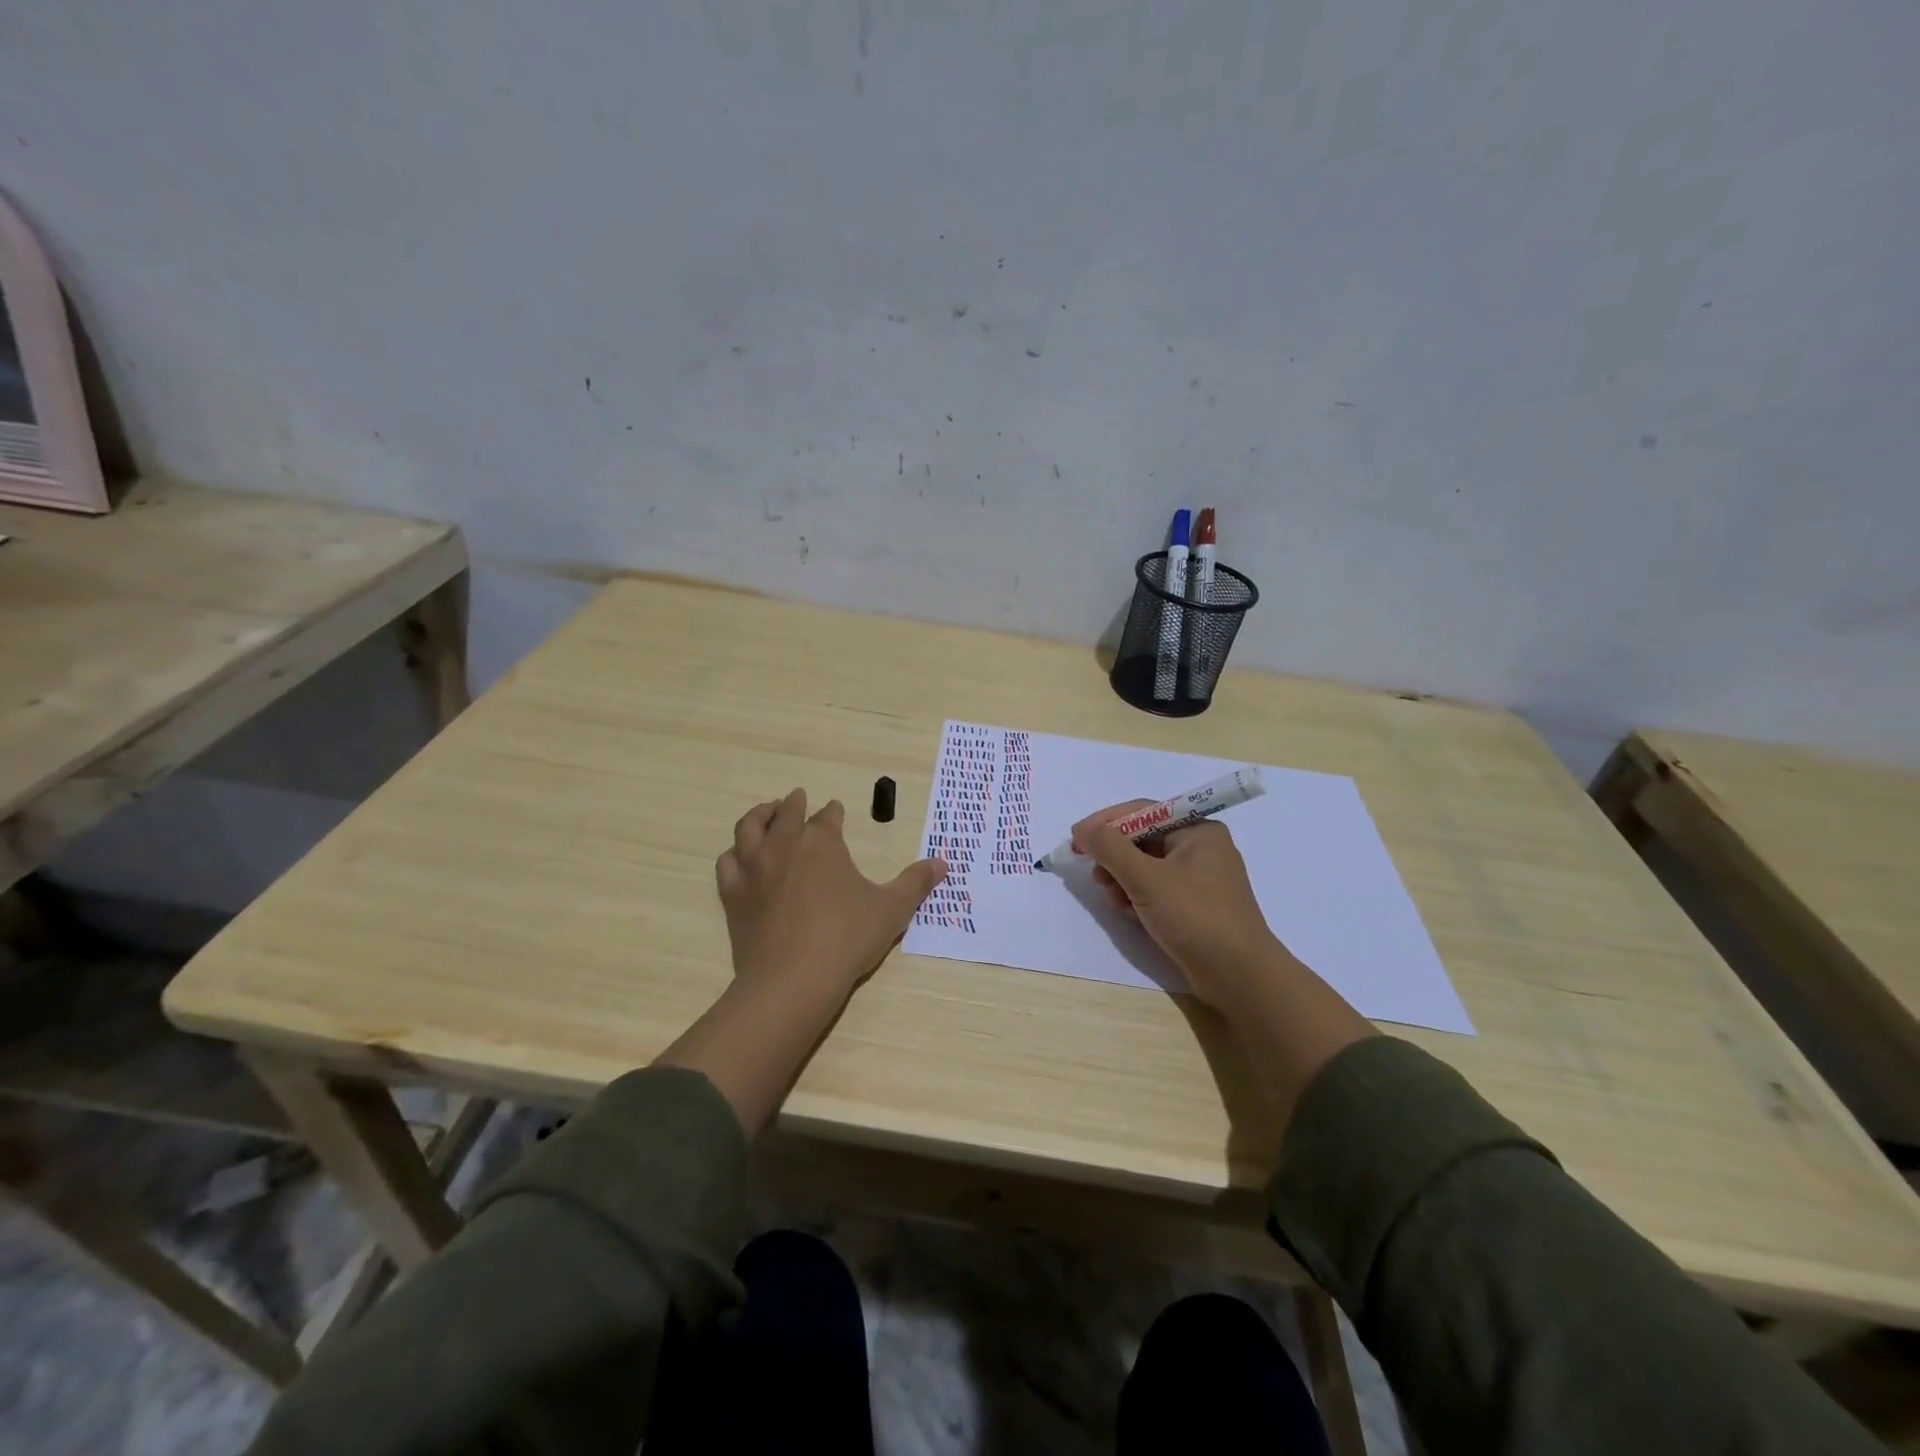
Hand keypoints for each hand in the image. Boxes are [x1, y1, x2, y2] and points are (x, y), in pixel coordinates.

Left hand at [717, 787, 947, 1001]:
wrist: (793, 979)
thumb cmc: (847, 938)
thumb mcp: (891, 909)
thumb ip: (916, 882)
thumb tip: (943, 862)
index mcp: (821, 841)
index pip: (827, 816)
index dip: (833, 812)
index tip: (835, 809)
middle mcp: (784, 845)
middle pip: (786, 812)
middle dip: (794, 803)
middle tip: (798, 798)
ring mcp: (753, 868)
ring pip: (749, 828)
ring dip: (759, 816)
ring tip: (765, 813)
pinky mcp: (733, 894)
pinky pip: (727, 863)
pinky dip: (734, 854)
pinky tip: (739, 857)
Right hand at [1073, 800, 1288, 1012]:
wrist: (1238, 976)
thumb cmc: (1194, 916)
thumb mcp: (1145, 878)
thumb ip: (1110, 848)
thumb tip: (1083, 829)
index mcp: (1198, 830)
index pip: (1143, 812)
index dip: (1105, 823)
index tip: (1076, 839)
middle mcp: (1201, 848)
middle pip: (1143, 840)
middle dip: (1115, 858)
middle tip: (1096, 877)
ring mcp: (1200, 879)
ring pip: (1147, 867)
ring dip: (1123, 880)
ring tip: (1114, 901)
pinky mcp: (1196, 906)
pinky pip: (1157, 890)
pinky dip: (1139, 897)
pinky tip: (1130, 914)